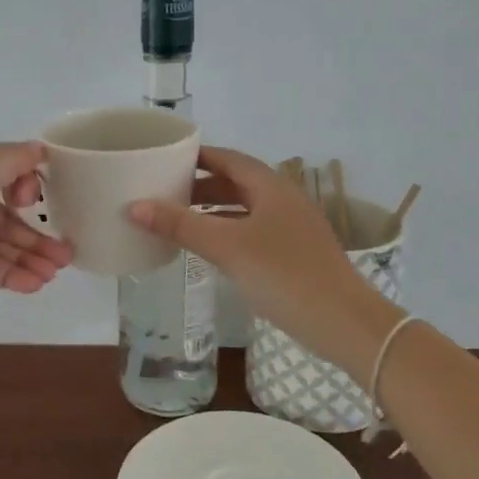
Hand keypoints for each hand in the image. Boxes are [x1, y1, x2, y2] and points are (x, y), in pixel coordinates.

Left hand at [0, 142, 73, 310]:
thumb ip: (10, 162)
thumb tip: (40, 148)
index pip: (6, 171)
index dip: (28, 186)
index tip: (41, 202)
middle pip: (7, 213)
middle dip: (38, 231)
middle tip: (68, 254)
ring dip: (28, 256)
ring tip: (56, 273)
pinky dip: (9, 274)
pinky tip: (33, 285)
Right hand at [128, 146, 402, 377]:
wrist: (344, 323)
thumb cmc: (284, 275)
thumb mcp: (227, 247)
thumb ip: (181, 225)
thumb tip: (134, 206)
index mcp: (270, 187)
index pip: (227, 158)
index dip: (196, 156)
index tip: (164, 158)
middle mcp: (282, 200)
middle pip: (235, 182)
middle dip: (199, 186)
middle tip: (163, 192)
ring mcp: (291, 228)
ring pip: (244, 209)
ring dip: (212, 211)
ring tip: (177, 219)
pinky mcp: (294, 254)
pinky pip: (252, 232)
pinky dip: (227, 232)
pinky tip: (209, 250)